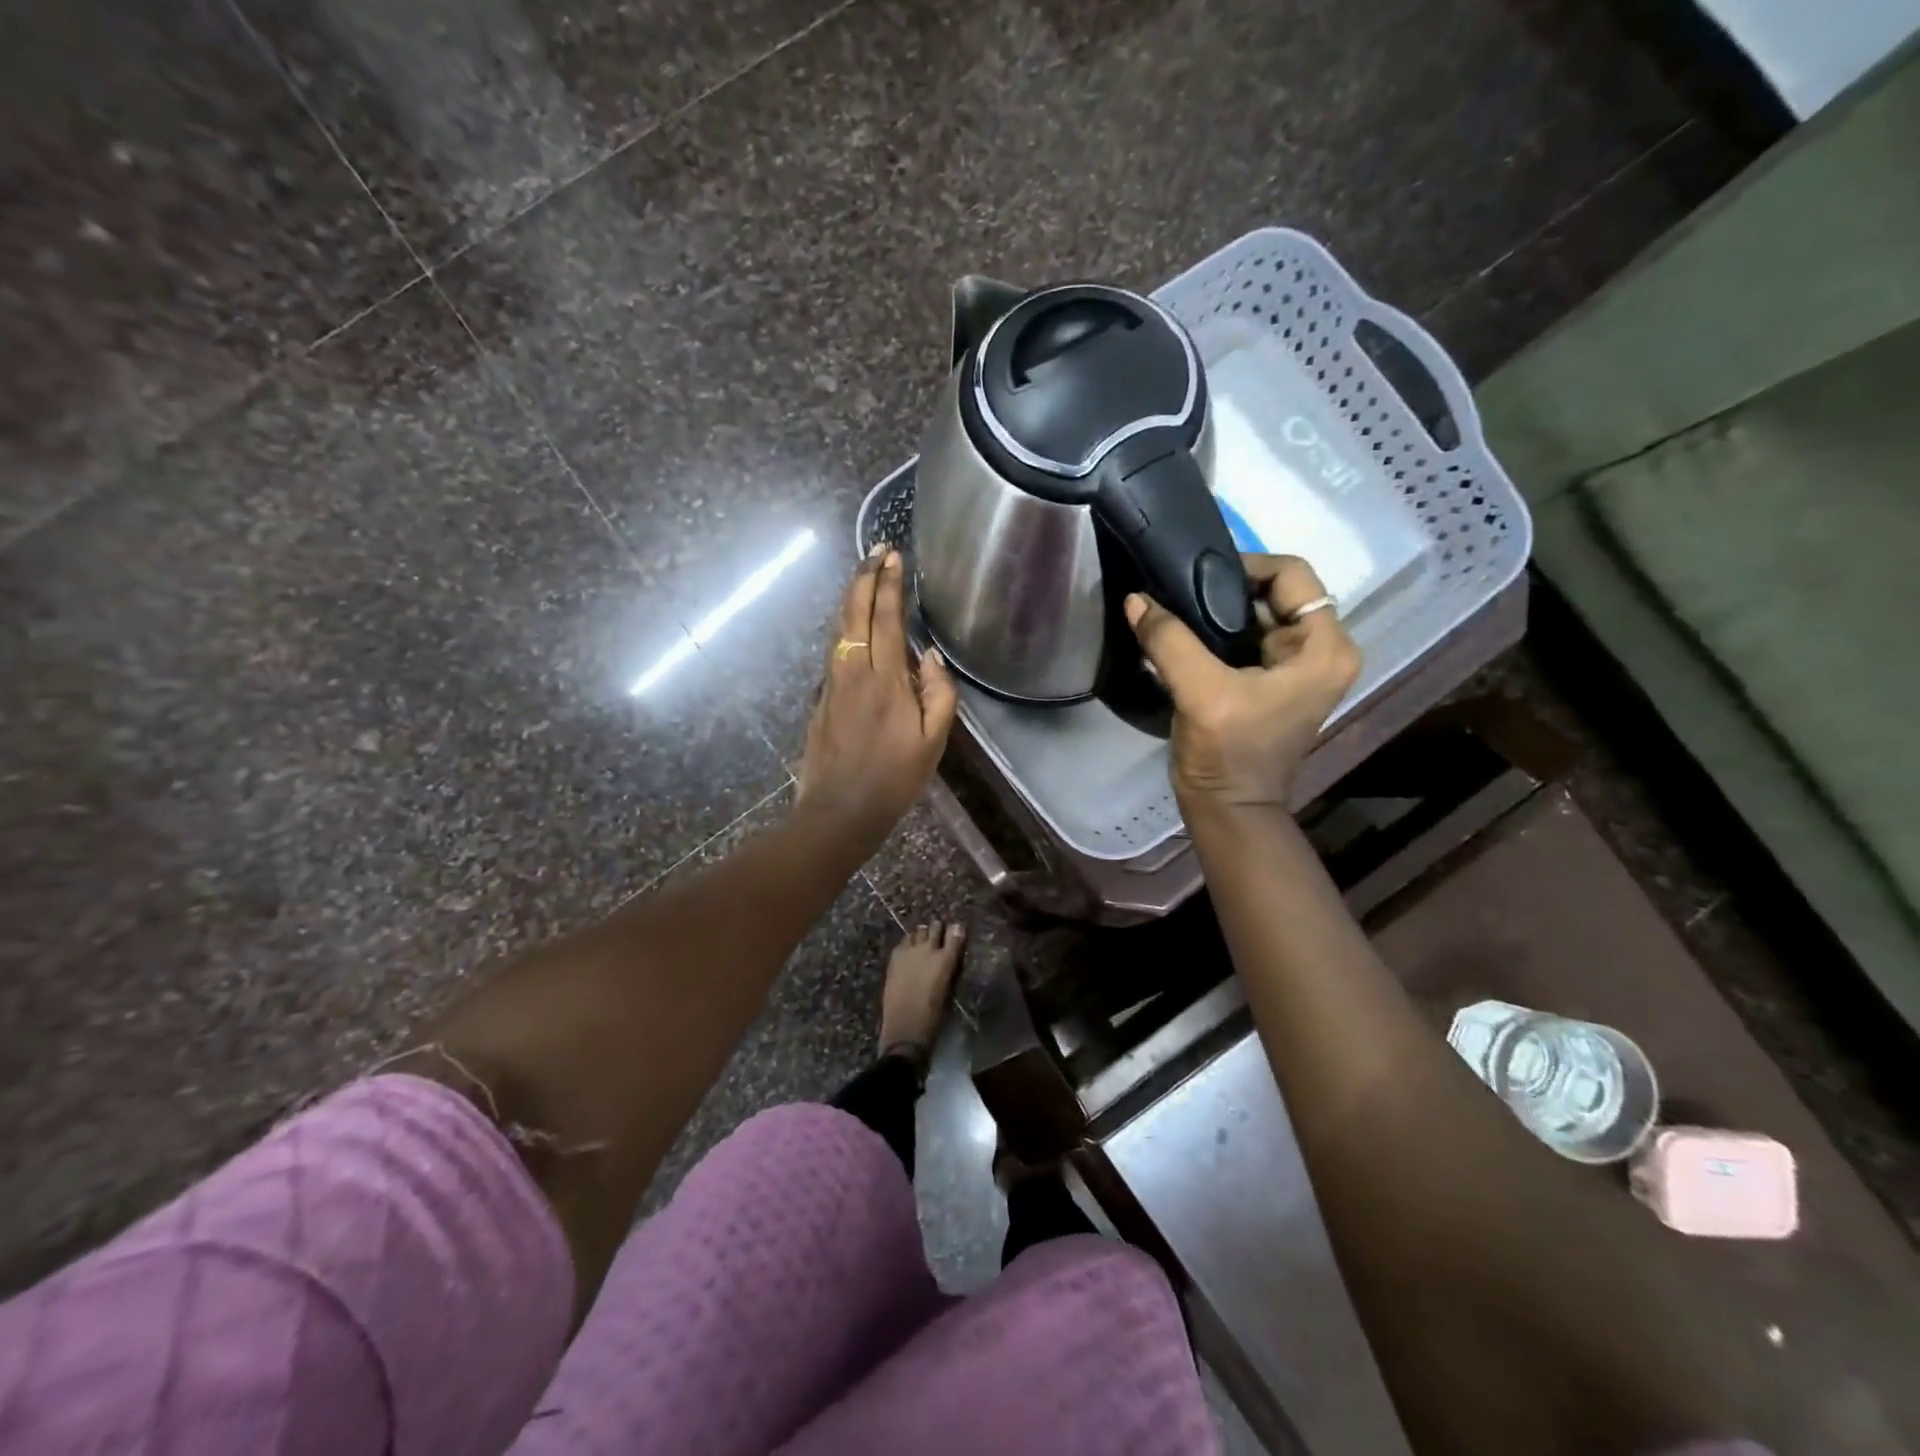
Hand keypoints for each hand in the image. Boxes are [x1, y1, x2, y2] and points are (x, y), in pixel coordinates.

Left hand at [796, 547, 958, 843]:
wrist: (838, 811)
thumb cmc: (893, 779)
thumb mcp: (932, 742)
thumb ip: (939, 694)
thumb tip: (932, 657)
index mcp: (885, 679)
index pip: (886, 617)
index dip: (889, 584)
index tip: (892, 557)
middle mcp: (853, 670)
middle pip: (854, 611)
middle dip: (864, 577)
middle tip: (876, 551)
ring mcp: (831, 682)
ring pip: (839, 628)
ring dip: (852, 598)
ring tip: (864, 577)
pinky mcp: (820, 697)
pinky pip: (835, 650)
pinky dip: (845, 627)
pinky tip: (854, 626)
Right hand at [1126, 555, 1360, 810]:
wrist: (1227, 808)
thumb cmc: (1228, 753)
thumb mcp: (1200, 692)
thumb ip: (1169, 640)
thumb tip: (1135, 598)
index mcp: (1325, 647)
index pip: (1290, 575)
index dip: (1242, 567)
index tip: (1193, 579)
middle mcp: (1322, 649)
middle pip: (1273, 592)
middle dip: (1224, 591)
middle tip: (1177, 594)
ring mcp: (1298, 665)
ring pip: (1255, 614)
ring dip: (1215, 613)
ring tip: (1174, 613)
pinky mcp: (1272, 679)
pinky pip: (1245, 637)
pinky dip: (1215, 633)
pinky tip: (1182, 637)